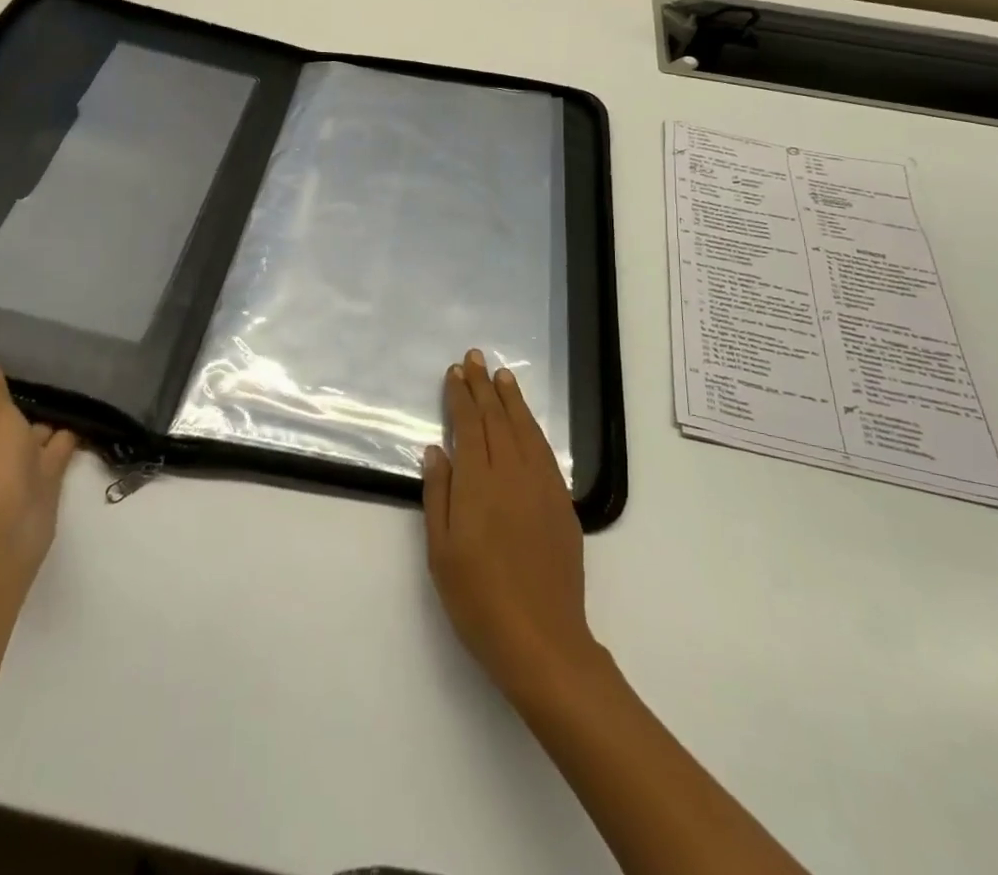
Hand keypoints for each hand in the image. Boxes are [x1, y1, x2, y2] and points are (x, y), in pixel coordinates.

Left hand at [0, 358, 76, 580]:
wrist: (6, 524)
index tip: (22, 382)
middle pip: (8, 425)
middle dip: (28, 412)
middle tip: (59, 383)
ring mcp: (12, 471)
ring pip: (34, 439)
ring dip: (52, 425)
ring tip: (79, 396)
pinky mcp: (40, 484)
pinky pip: (55, 453)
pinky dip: (68, 439)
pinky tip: (88, 419)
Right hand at [423, 348, 602, 701]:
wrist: (542, 640)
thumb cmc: (479, 599)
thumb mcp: (442, 551)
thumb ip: (439, 494)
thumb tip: (436, 449)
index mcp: (479, 482)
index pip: (468, 425)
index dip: (460, 396)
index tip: (455, 372)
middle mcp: (512, 473)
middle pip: (496, 419)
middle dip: (483, 386)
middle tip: (475, 357)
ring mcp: (542, 486)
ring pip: (525, 429)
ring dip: (512, 399)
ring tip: (503, 376)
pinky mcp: (562, 503)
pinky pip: (545, 451)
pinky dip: (534, 428)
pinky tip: (528, 421)